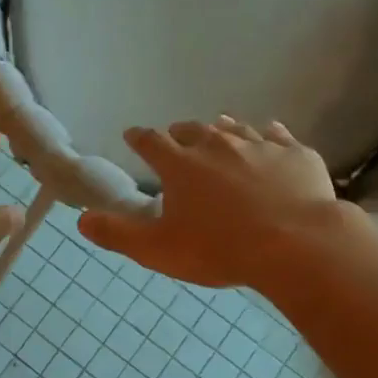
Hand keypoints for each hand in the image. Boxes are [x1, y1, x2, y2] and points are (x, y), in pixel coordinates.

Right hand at [79, 117, 376, 289]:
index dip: (139, 138)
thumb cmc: (219, 249)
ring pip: (235, 128)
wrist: (296, 245)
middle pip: (193, 129)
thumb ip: (118, 234)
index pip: (151, 142)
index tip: (132, 135)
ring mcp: (260, 145)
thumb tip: (82, 220)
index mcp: (180, 165)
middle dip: (180, 133)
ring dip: (222, 129)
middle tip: (176, 137)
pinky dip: (269, 135)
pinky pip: (278, 135)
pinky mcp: (296, 154)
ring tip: (219, 130)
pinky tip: (271, 135)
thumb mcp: (158, 249)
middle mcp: (217, 145)